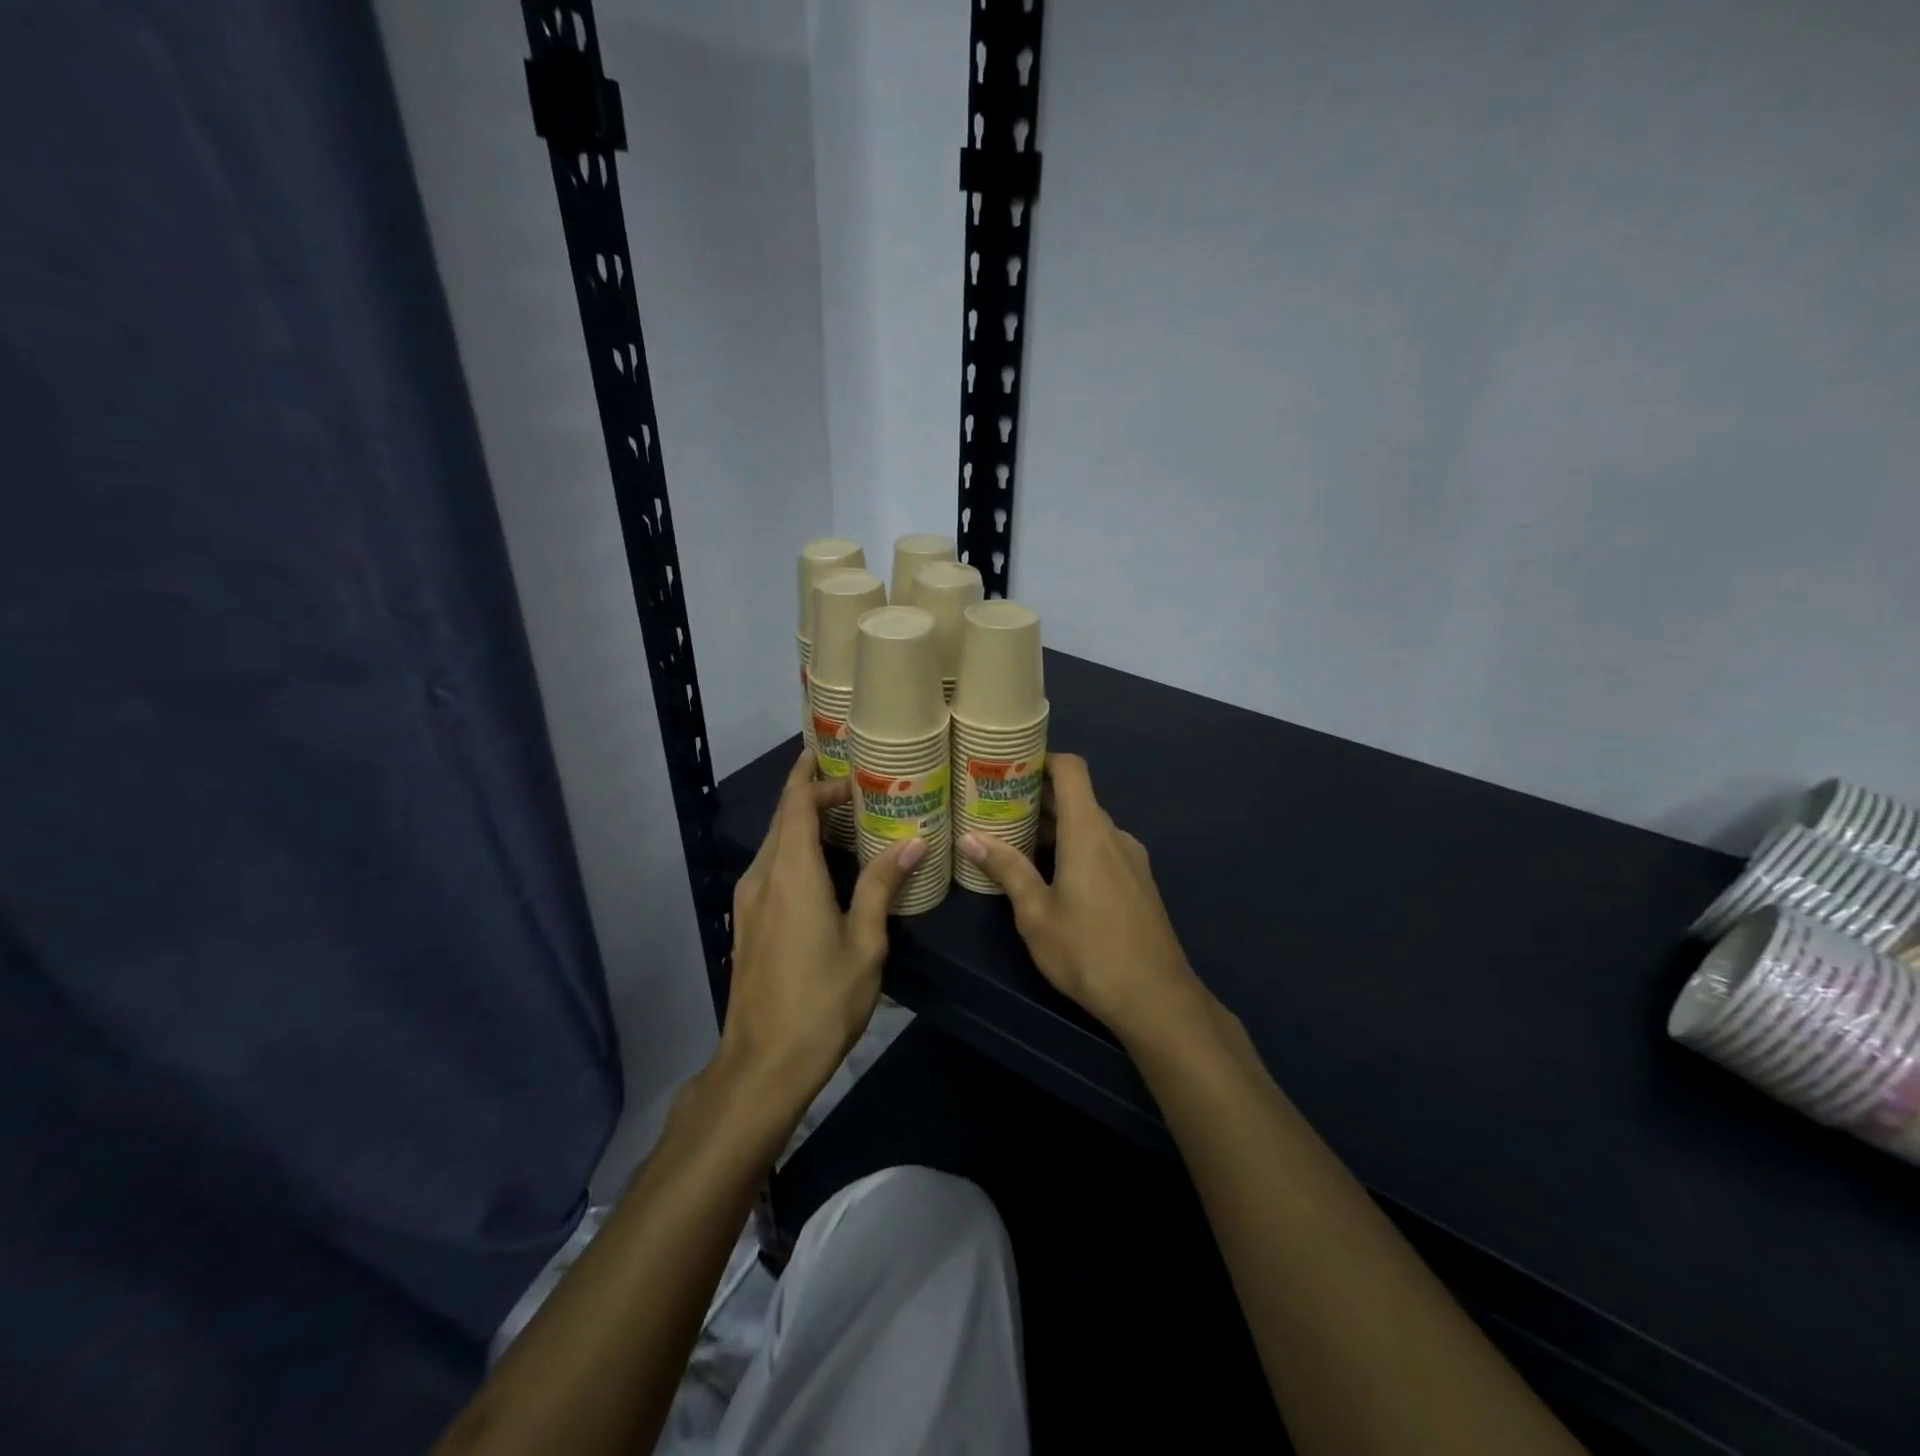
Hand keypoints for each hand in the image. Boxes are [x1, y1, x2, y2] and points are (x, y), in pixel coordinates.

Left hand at [720, 749, 925, 1104]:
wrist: (763, 1064)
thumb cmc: (821, 1001)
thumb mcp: (864, 942)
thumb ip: (882, 885)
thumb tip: (913, 842)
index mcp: (790, 873)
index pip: (796, 803)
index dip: (818, 777)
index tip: (849, 763)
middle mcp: (761, 876)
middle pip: (782, 817)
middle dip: (813, 793)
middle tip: (857, 783)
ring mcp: (749, 900)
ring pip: (775, 842)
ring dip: (805, 822)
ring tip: (849, 816)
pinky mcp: (749, 922)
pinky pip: (772, 867)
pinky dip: (797, 850)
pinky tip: (827, 863)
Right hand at [958, 753, 1208, 1041]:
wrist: (1156, 998)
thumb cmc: (1088, 952)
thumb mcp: (1036, 914)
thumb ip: (1006, 869)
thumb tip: (970, 838)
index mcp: (1089, 832)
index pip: (1072, 769)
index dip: (1043, 758)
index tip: (1010, 764)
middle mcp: (1114, 835)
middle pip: (1077, 798)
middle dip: (1037, 798)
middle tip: (995, 807)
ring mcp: (1131, 859)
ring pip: (1089, 827)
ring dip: (1055, 828)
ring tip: (1014, 842)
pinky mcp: (1138, 882)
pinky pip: (1102, 849)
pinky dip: (1074, 848)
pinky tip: (1050, 876)